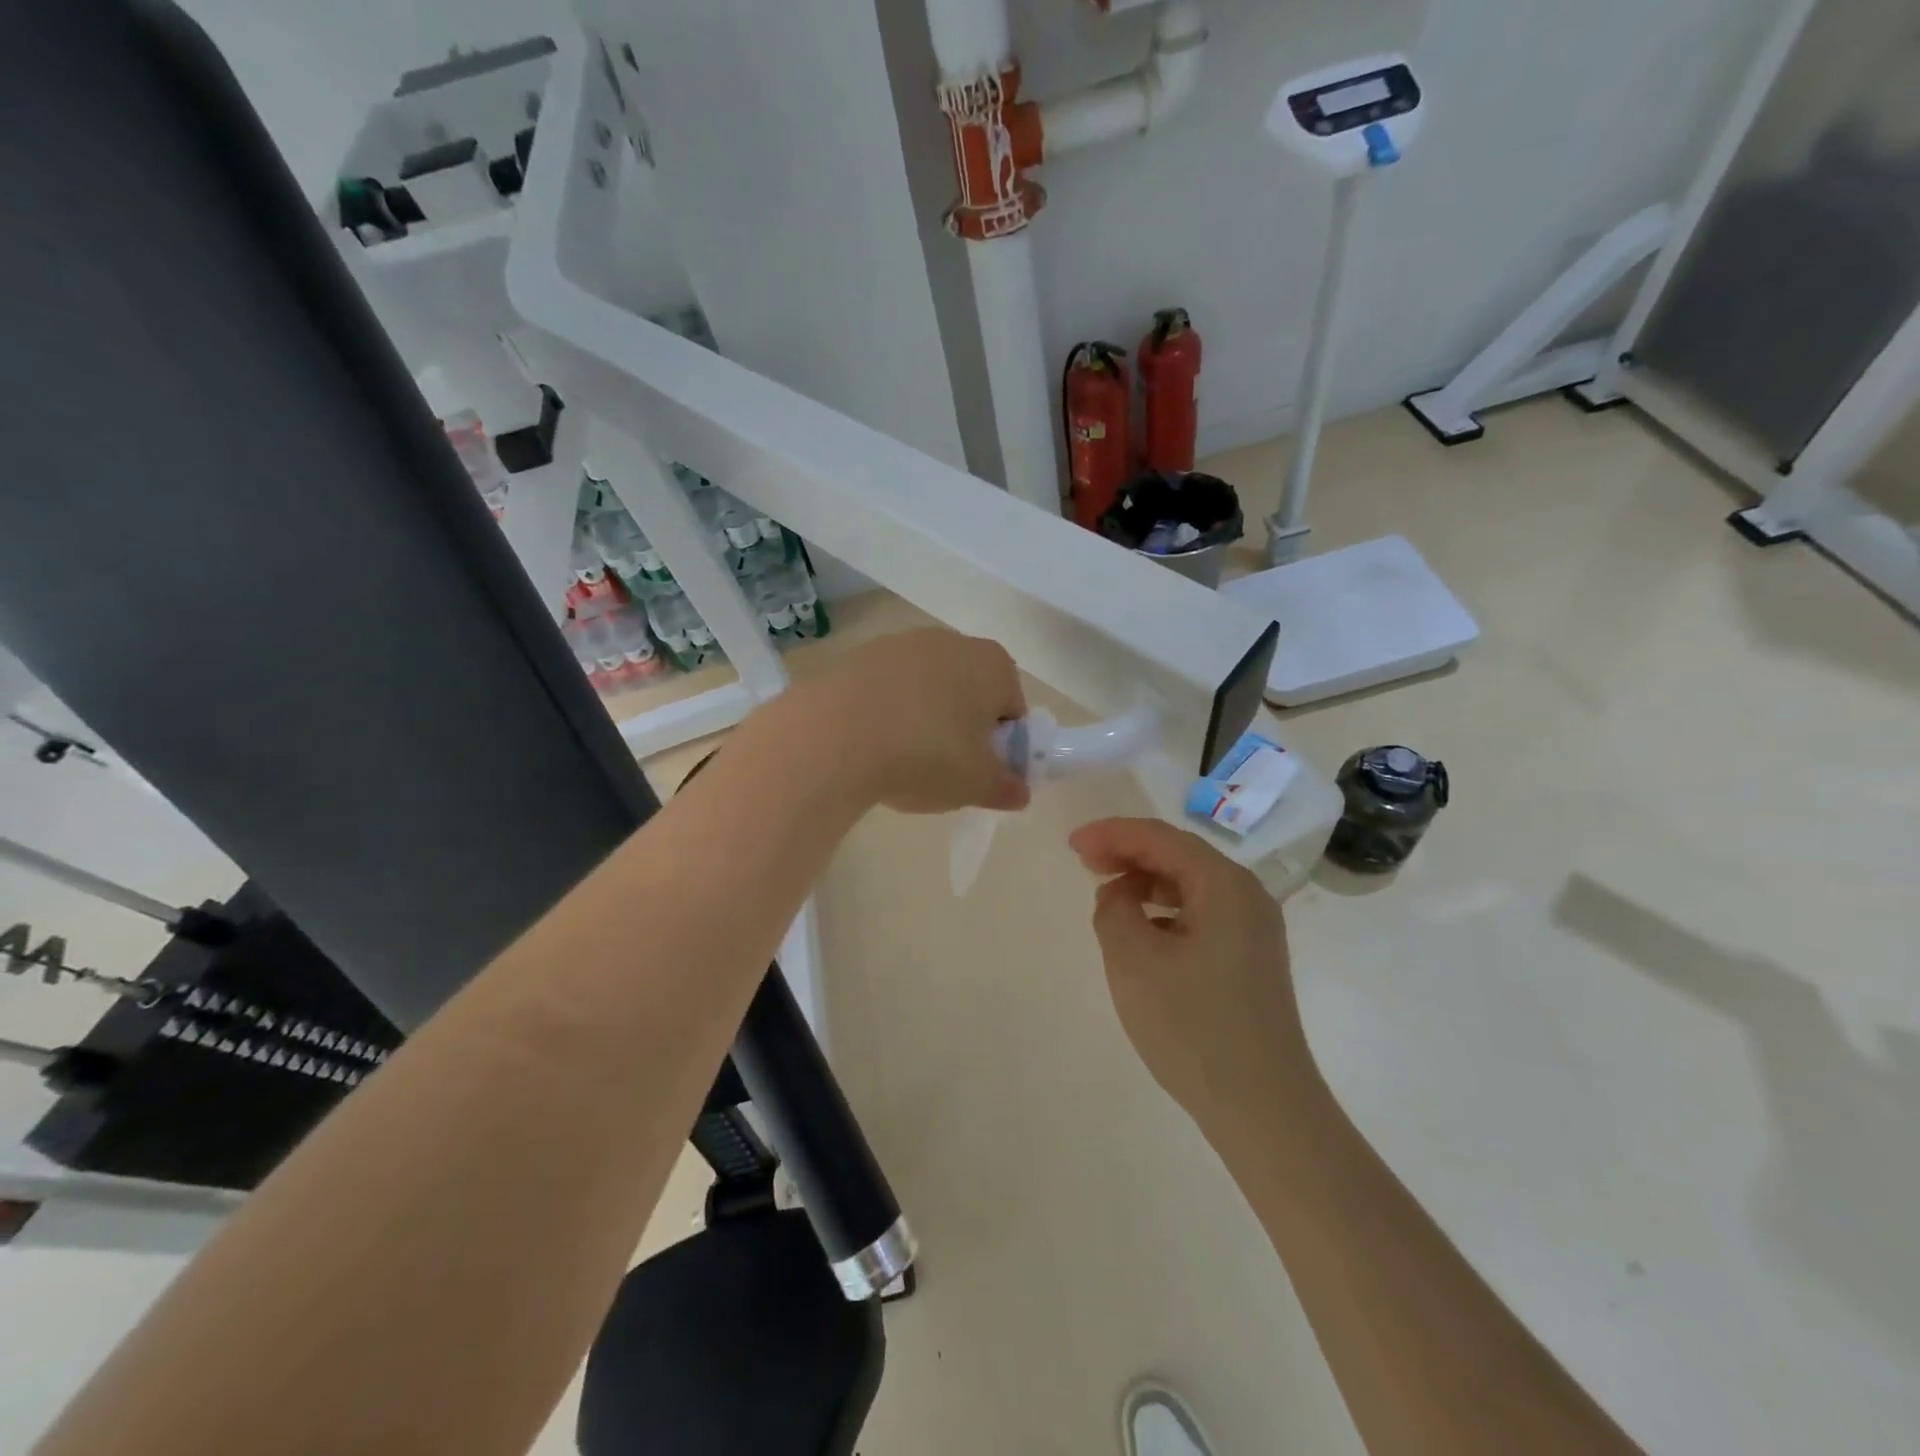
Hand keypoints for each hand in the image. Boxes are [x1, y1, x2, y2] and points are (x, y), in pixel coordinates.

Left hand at [805, 628, 1029, 814]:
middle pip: (968, 693)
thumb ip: (1006, 787)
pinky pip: (886, 691)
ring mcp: (900, 644)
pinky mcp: (858, 656)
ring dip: (922, 720)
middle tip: (944, 769)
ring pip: (925, 690)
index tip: (981, 772)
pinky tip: (869, 746)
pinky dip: (886, 714)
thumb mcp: (977, 784)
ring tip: (900, 761)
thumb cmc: (925, 755)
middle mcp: (950, 642)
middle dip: (962, 728)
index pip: (1012, 707)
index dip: (1002, 745)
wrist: (833, 736)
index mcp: (992, 664)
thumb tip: (1019, 792)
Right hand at [1069, 817, 1315, 1131]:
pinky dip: (1165, 908)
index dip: (1111, 833)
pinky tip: (1142, 928)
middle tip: (1084, 861)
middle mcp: (1247, 895)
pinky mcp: (1250, 958)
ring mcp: (1254, 928)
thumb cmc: (1193, 1027)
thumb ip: (1114, 910)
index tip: (1071, 844)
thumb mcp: (1134, 961)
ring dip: (1146, 880)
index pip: (1160, 838)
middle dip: (1128, 852)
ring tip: (1107, 891)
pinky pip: (1201, 912)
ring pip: (1191, 884)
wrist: (1263, 1108)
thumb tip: (1119, 894)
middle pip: (1179, 854)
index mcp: (1224, 885)